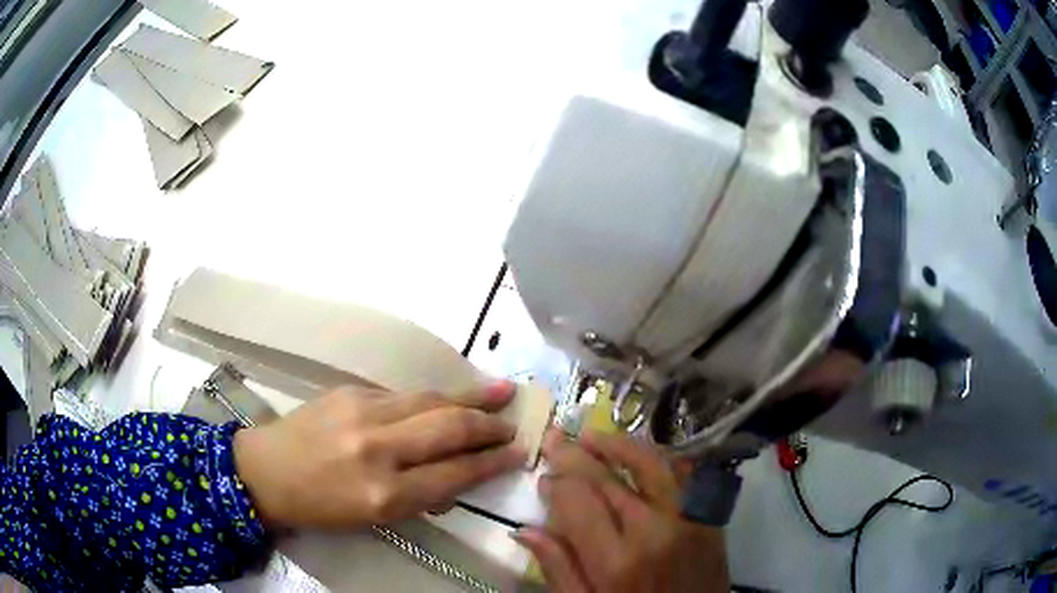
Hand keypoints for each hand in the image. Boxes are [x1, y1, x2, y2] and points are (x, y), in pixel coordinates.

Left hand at [233, 382, 525, 529]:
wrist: (265, 471)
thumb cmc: (320, 507)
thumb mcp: (373, 518)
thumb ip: (419, 496)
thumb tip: (457, 475)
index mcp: (385, 494)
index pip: (455, 473)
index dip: (492, 462)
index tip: (517, 453)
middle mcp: (378, 450)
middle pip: (450, 429)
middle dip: (489, 426)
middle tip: (514, 424)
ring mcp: (363, 413)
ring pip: (431, 400)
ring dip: (471, 397)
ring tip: (502, 392)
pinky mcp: (350, 391)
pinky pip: (403, 395)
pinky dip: (433, 398)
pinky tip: (450, 398)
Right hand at [512, 430, 729, 592]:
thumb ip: (558, 569)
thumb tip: (525, 529)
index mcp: (617, 560)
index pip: (578, 502)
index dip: (556, 484)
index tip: (543, 479)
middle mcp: (655, 530)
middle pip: (609, 479)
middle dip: (577, 455)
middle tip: (557, 437)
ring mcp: (689, 518)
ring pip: (651, 466)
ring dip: (620, 445)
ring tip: (594, 436)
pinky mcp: (710, 517)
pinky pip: (685, 476)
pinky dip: (661, 459)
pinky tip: (643, 454)